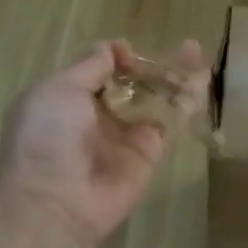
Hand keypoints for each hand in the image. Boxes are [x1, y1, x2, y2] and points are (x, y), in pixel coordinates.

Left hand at [0, 38, 205, 247]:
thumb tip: (117, 47)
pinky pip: (169, 122)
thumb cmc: (46, 136)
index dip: (116, 56)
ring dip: (175, 75)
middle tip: (181, 45)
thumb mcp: (58, 88)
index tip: (128, 52)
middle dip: (152, 64)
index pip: (100, 70)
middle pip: (132, 82)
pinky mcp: (150, 153)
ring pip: (155, 98)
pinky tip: (200, 79)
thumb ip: (90, 65)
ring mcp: (126, 134)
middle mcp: (98, 115)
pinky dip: (185, 101)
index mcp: (68, 98)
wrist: (54, 202)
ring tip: (195, 51)